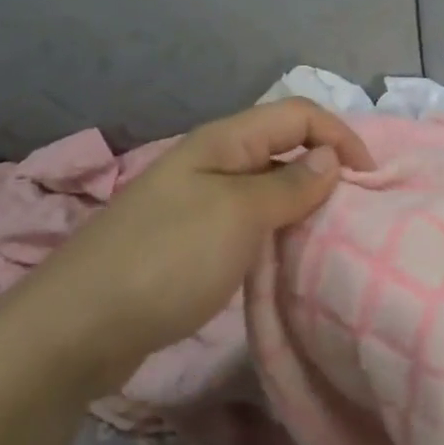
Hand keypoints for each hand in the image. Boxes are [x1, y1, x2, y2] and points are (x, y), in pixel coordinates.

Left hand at [0, 99, 374, 399]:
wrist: (74, 329)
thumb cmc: (166, 260)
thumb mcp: (239, 216)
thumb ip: (290, 184)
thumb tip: (329, 159)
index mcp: (224, 141)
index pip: (299, 114)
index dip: (340, 136)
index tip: (369, 180)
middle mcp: (212, 162)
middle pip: (284, 146)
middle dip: (325, 168)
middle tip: (355, 210)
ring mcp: (197, 202)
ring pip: (267, 186)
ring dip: (301, 203)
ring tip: (329, 235)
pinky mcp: (189, 242)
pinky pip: (247, 222)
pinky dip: (275, 232)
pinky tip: (286, 259)